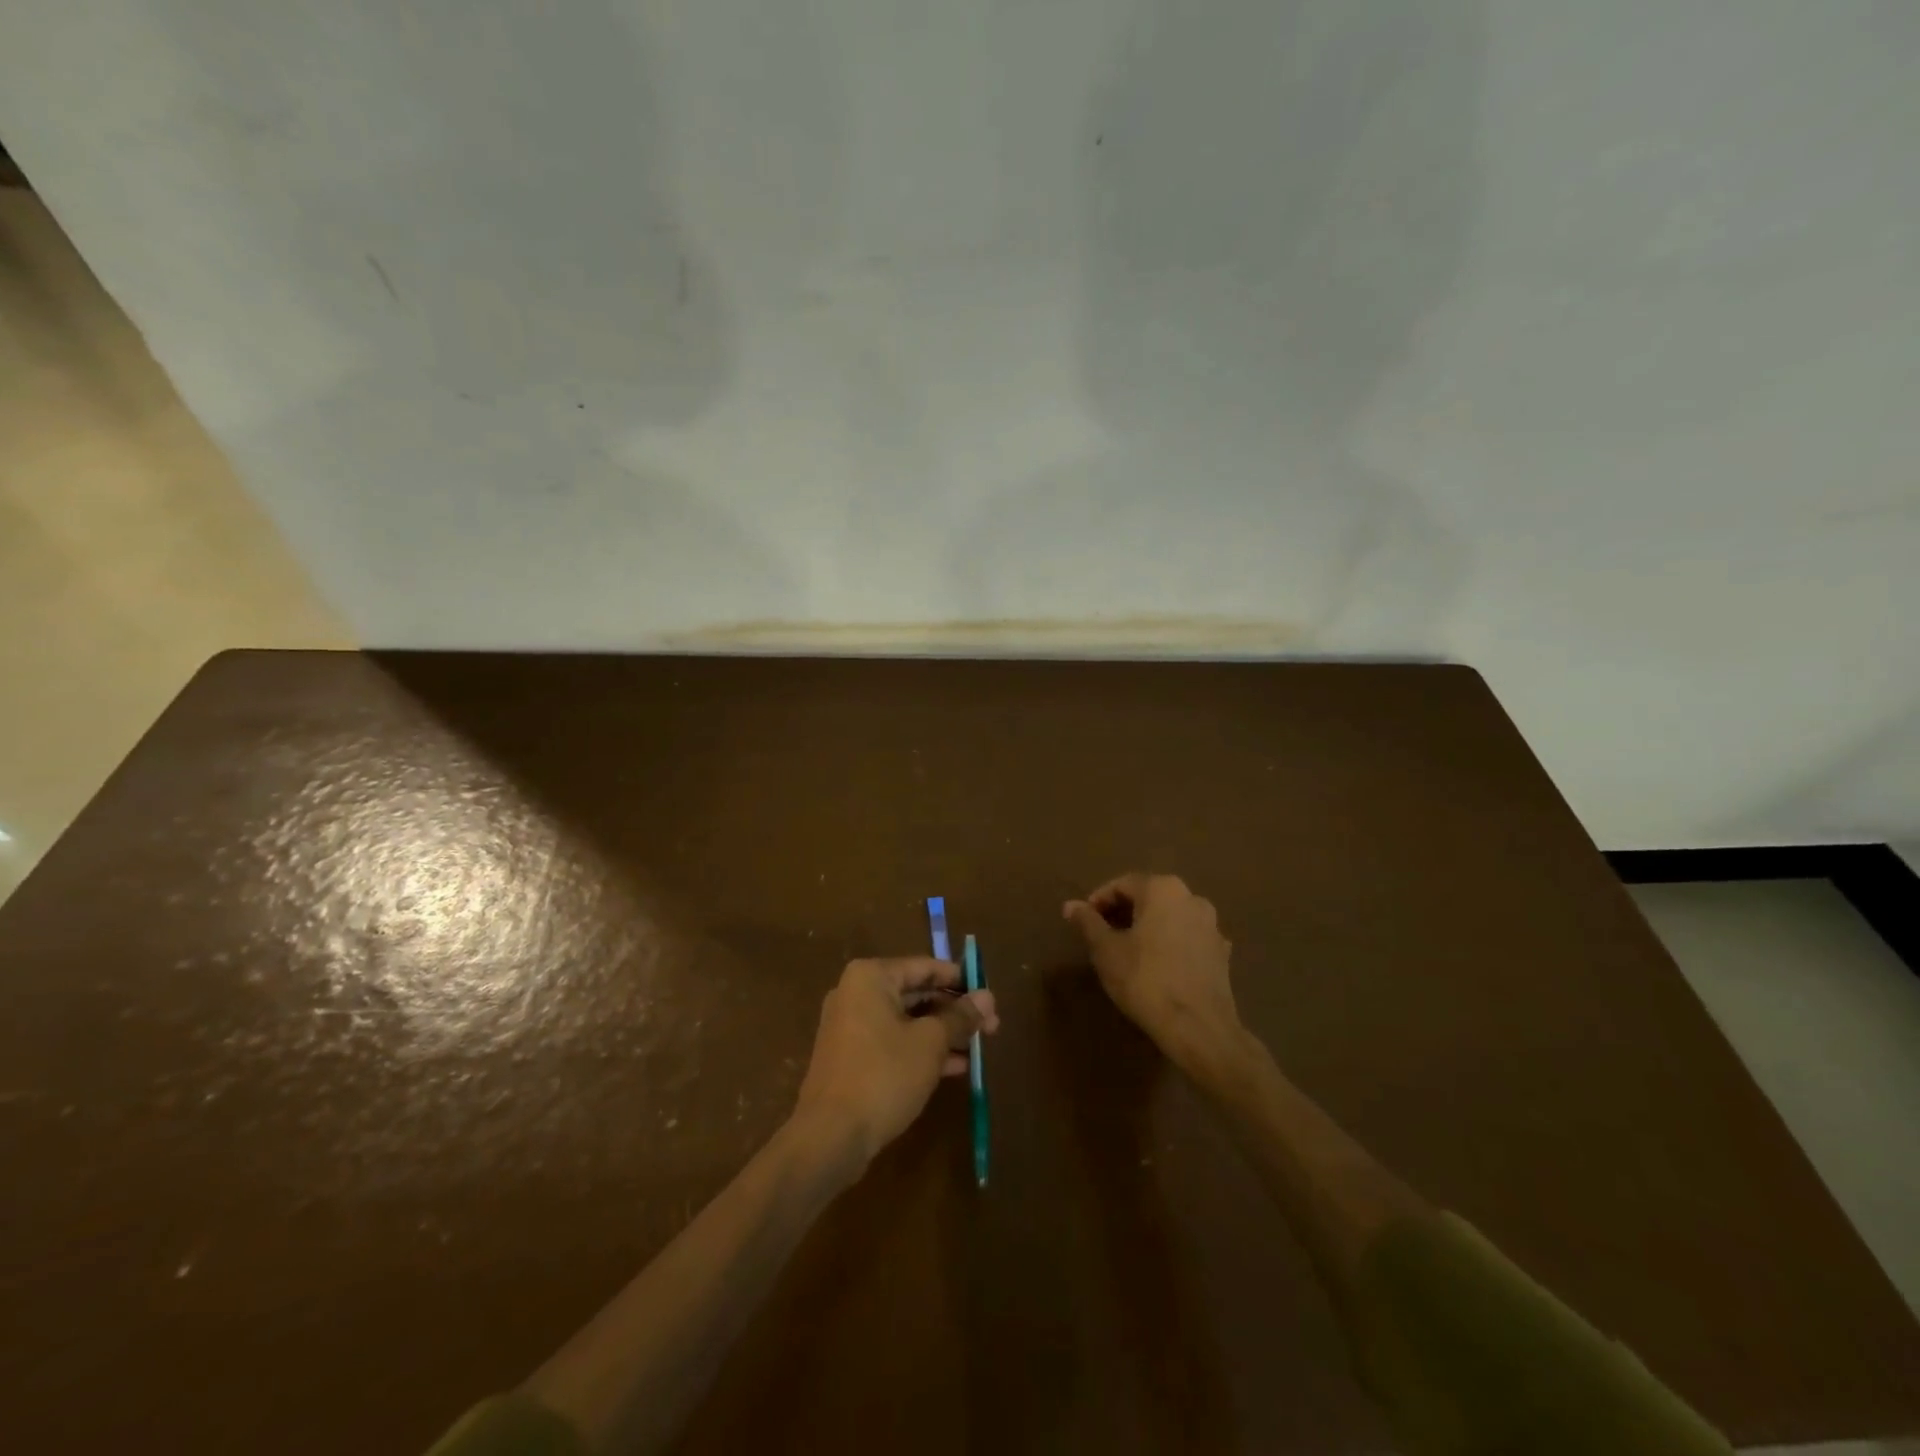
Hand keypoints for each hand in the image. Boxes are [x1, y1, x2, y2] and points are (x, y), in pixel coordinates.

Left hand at [794, 957, 998, 1168]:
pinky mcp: (852, 1058)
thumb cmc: (884, 1075)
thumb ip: (960, 1017)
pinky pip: (894, 1042)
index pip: (925, 967)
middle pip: (916, 993)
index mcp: (871, 977)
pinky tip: (955, 1067)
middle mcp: (856, 994)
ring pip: (907, 1021)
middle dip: (954, 1011)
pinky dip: (922, 1050)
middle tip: (991, 1026)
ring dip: (943, 1033)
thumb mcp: (931, 1043)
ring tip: (979, 1048)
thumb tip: (988, 997)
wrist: (830, 1137)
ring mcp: (851, 1027)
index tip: (990, 997)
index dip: (961, 980)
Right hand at [1064, 873, 1240, 1067]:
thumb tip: (1070, 905)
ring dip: (1147, 927)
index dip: (1099, 901)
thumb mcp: (1105, 950)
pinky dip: (1169, 944)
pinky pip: (1187, 938)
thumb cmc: (1145, 980)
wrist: (1198, 1027)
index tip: (1084, 922)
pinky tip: (1157, 966)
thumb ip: (1088, 922)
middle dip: (1123, 913)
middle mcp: (1191, 898)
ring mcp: (1212, 925)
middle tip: (1102, 936)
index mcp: (1162, 889)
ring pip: (1170, 917)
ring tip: (1127, 951)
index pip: (1122, 884)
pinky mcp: (1222, 953)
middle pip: (1149, 897)